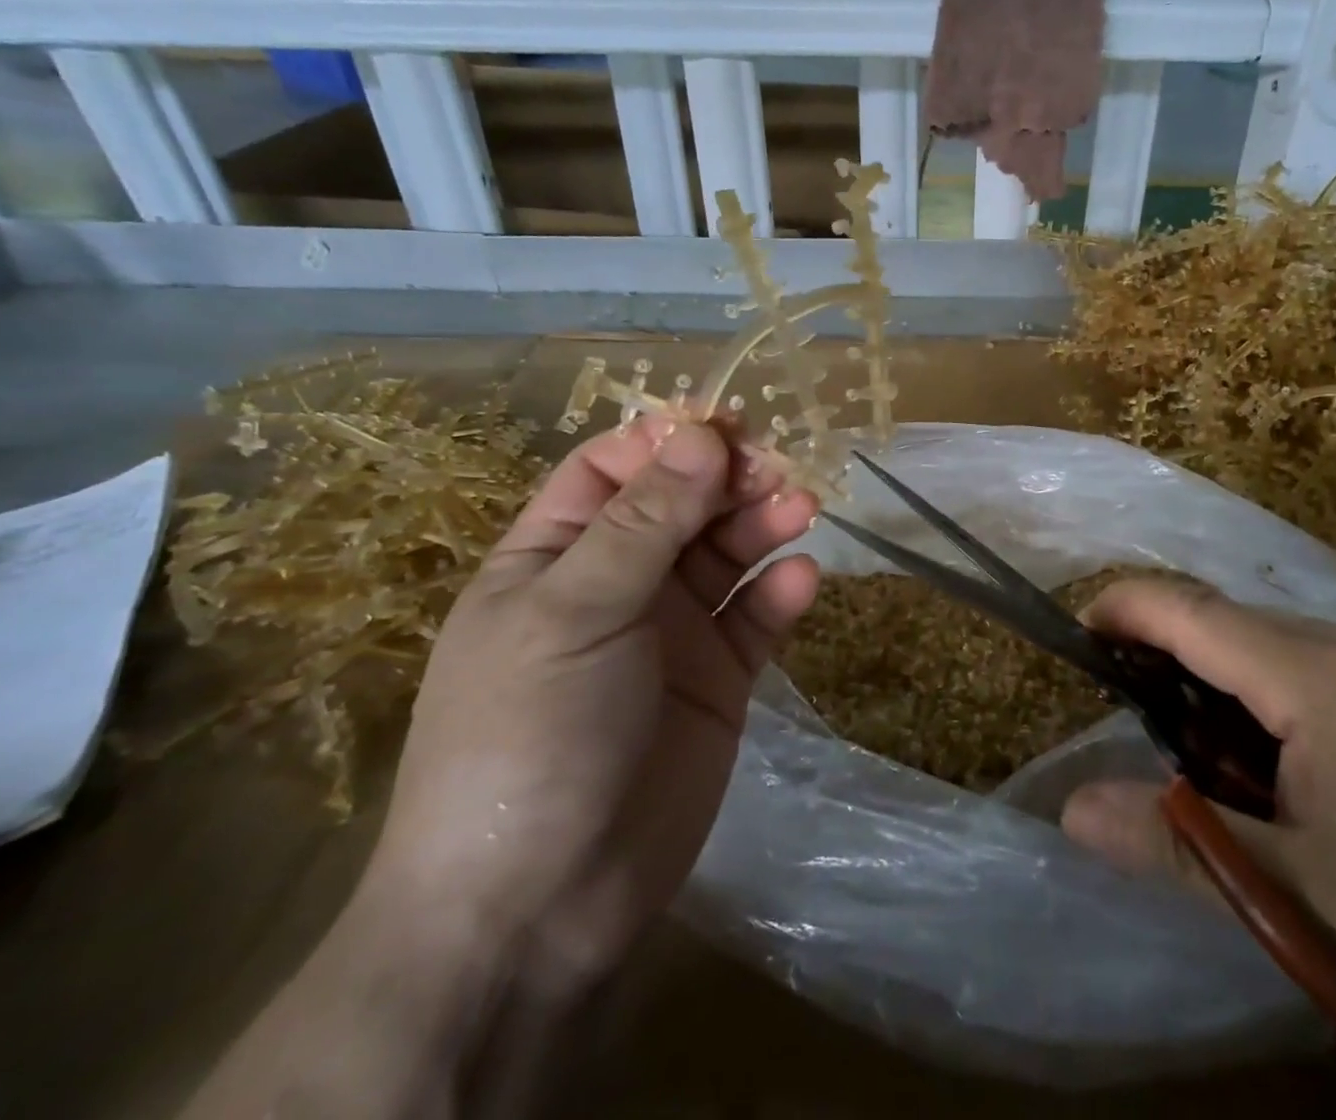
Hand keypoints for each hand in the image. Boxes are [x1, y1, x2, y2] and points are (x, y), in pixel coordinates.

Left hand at [357, 418, 819, 983]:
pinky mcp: (718, 677)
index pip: (615, 469)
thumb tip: (703, 434)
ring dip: (764, 524)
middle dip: (730, 479)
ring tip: (801, 509)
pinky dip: (781, 593)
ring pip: (727, 553)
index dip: (670, 442)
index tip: (728, 428)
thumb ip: (645, 522)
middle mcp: (616, 582)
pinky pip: (755, 617)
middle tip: (779, 470)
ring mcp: (671, 631)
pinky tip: (804, 580)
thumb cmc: (530, 735)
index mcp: (557, 555)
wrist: (540, 907)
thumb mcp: (575, 611)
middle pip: (684, 503)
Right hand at [1062, 581, 1335, 1117]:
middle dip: (1170, 654)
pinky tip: (1288, 764)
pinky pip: (1323, 667)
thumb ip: (1178, 842)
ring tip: (1207, 753)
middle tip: (1135, 717)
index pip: (1191, 611)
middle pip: (1232, 623)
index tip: (1077, 629)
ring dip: (1224, 681)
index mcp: (1319, 673)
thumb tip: (1071, 810)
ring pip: (1278, 645)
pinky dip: (1274, 694)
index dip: (1125, 608)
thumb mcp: (1299, 897)